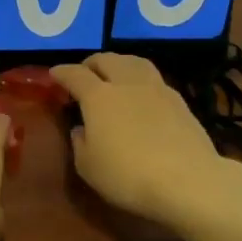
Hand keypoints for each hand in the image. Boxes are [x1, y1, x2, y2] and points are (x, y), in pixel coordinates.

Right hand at [51, 54, 241, 233]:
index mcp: (99, 97)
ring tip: (114, 74)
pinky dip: (141, 79)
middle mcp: (127, 84)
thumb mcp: (88, 167)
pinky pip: (154, 79)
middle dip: (91, 63)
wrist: (187, 181)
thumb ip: (80, 143)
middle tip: (84, 73)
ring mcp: (157, 89)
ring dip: (119, 63)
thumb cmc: (128, 176)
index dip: (62, 72)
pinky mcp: (180, 101)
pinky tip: (142, 94)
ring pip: (134, 62)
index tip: (54, 74)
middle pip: (107, 59)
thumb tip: (82, 128)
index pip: (75, 75)